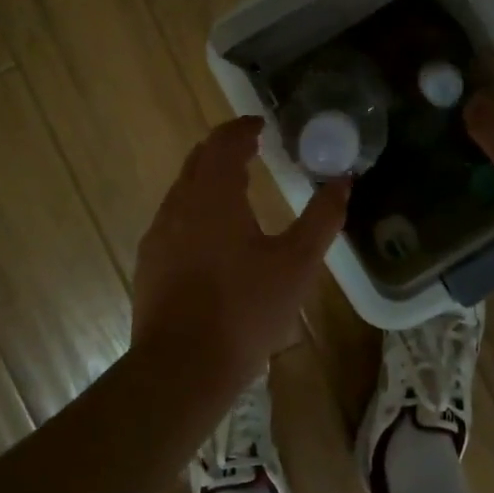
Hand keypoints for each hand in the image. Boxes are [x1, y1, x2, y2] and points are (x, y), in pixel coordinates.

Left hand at [132, 117, 348, 397]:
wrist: (181, 368)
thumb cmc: (245, 310)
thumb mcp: (297, 264)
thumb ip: (322, 218)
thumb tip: (343, 181)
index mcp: (213, 195)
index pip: (223, 142)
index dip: (242, 128)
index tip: (261, 125)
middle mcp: (179, 205)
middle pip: (198, 161)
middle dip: (224, 150)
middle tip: (251, 149)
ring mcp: (158, 235)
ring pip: (183, 190)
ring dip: (208, 180)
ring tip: (236, 190)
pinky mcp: (150, 263)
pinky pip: (174, 219)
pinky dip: (195, 210)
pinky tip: (213, 237)